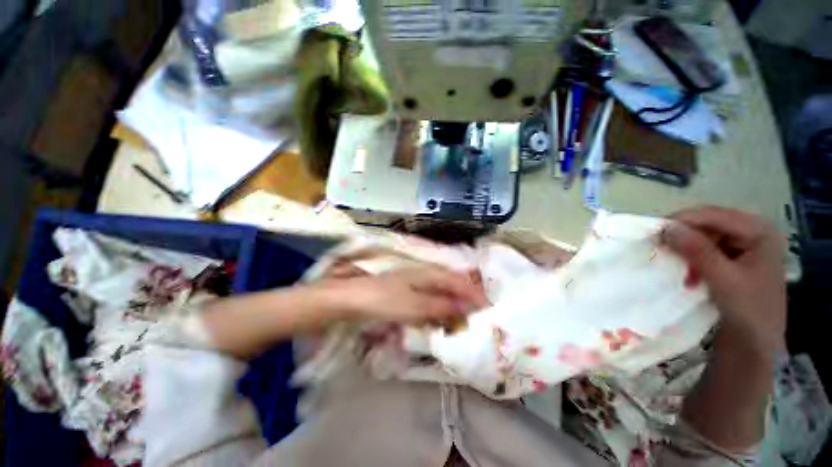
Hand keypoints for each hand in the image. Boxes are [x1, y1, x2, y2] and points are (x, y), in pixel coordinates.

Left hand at [334, 267, 488, 324]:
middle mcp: (426, 275)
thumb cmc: (384, 299)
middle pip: (453, 285)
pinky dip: (441, 309)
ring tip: (466, 321)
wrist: (353, 298)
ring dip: (455, 305)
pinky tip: (443, 318)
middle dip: (468, 300)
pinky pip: (432, 299)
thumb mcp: (415, 305)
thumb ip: (441, 306)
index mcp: (430, 274)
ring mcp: (417, 283)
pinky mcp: (409, 293)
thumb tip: (467, 308)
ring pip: (443, 292)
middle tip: (480, 318)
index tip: (489, 310)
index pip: (459, 281)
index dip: (475, 294)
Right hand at [662, 206, 786, 352]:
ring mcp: (743, 245)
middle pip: (708, 223)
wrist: (757, 344)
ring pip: (703, 236)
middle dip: (682, 235)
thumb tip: (665, 228)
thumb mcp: (724, 281)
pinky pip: (704, 248)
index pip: (713, 215)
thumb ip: (698, 251)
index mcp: (759, 231)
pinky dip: (689, 257)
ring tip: (672, 263)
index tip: (653, 234)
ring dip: (684, 248)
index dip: (682, 221)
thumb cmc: (749, 312)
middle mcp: (752, 232)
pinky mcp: (733, 259)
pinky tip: (685, 270)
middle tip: (659, 248)